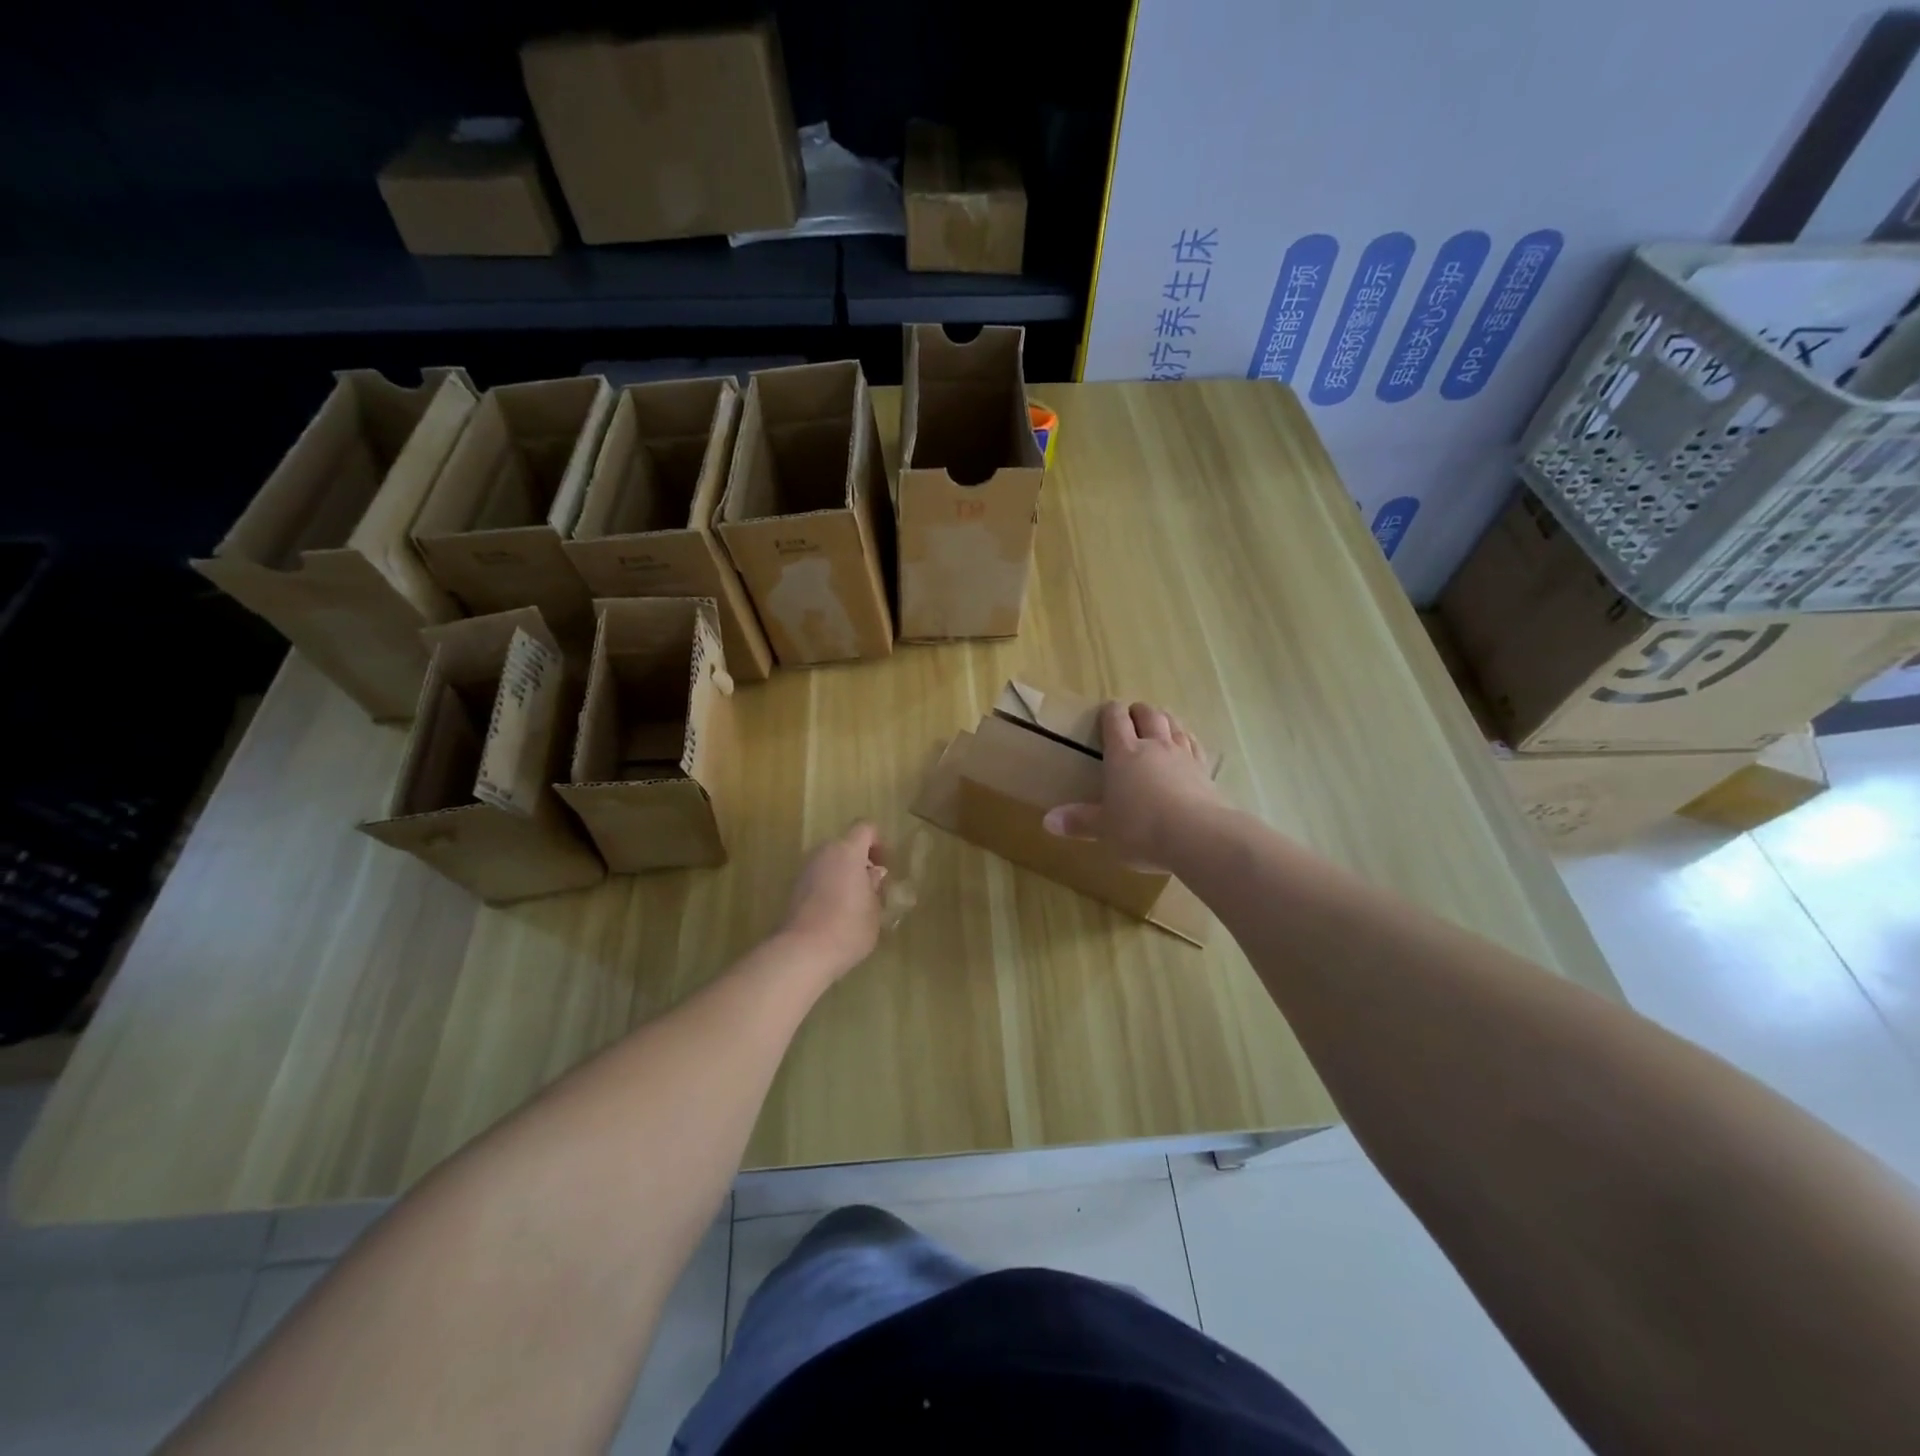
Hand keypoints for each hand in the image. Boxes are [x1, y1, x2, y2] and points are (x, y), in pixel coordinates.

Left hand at [777, 821, 887, 976]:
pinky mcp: (793, 889)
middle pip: (845, 845)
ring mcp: (805, 870)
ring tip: (854, 904)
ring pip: (830, 862)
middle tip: (871, 887)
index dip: (878, 842)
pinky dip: (828, 887)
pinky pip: (818, 878)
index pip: (865, 828)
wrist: (802, 952)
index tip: (884, 866)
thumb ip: (874, 886)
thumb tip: (872, 874)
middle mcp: (824, 853)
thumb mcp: (874, 909)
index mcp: (847, 851)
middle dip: (859, 861)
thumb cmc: (848, 928)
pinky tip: (835, 914)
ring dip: (843, 874)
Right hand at [1044, 701, 1223, 867]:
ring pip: (1173, 724)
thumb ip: (1079, 822)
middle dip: (1138, 711)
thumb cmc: (1141, 828)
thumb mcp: (1105, 829)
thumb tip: (1048, 821)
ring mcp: (1182, 755)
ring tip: (1159, 723)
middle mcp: (1153, 746)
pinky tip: (1187, 744)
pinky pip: (1195, 745)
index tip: (1106, 711)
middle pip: (1148, 714)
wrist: (1197, 835)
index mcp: (1123, 754)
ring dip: (1164, 719)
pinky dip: (1187, 739)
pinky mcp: (1204, 770)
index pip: (1115, 720)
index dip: (1110, 712)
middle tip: (1132, 716)